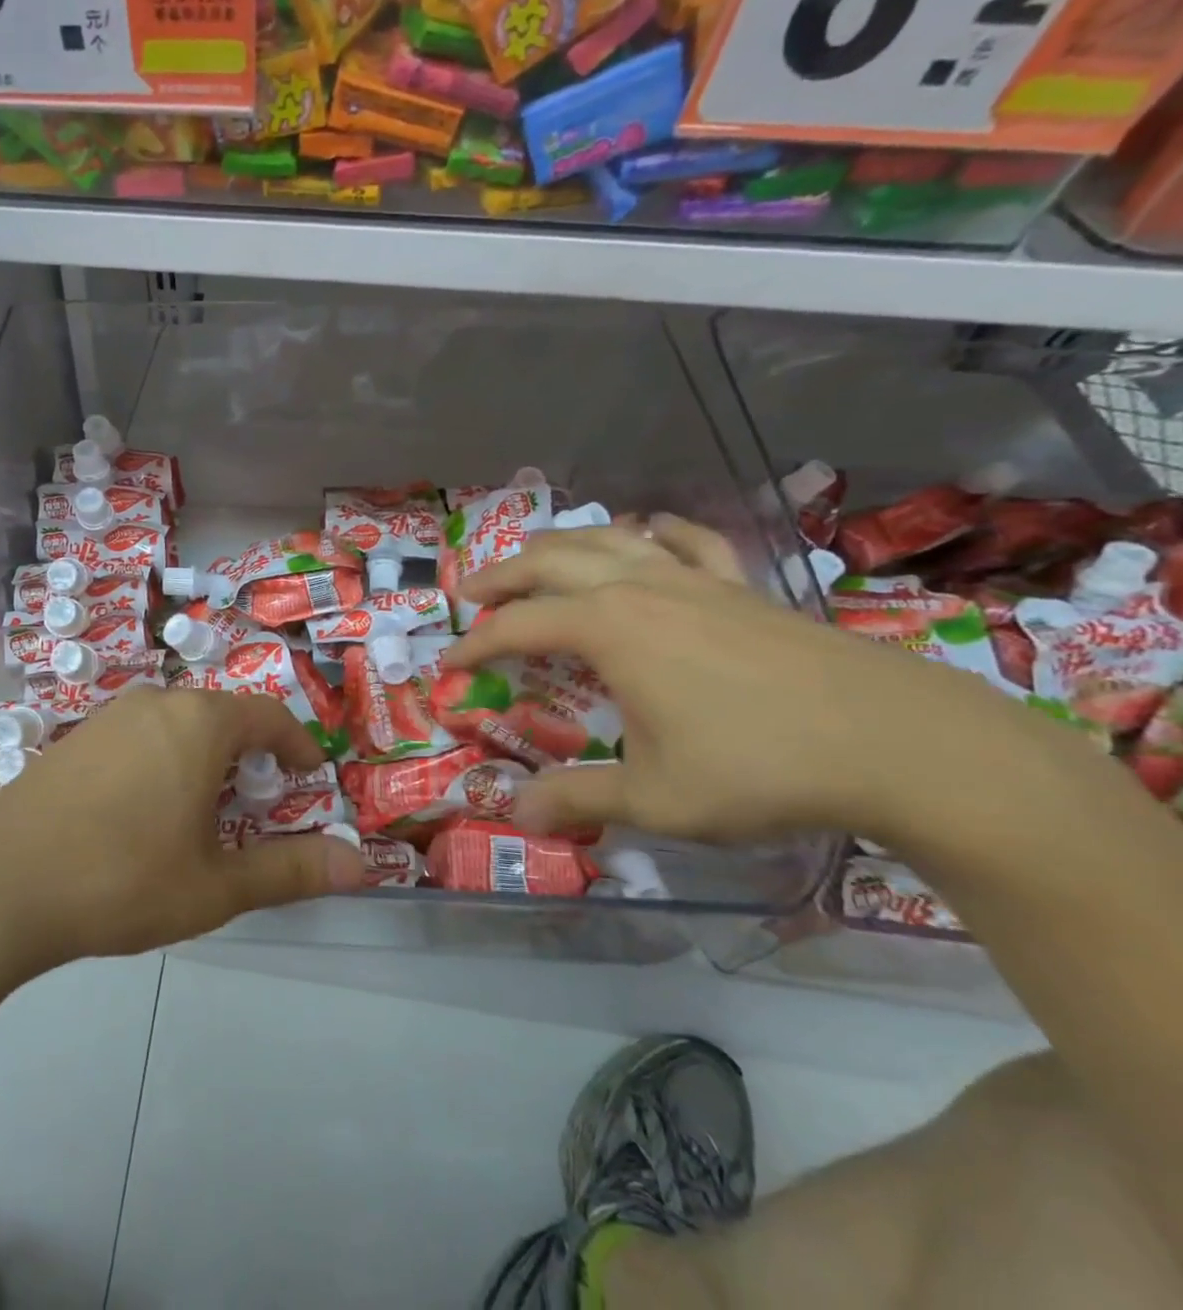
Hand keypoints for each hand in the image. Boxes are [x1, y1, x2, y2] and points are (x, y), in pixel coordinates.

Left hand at [0, 687, 364, 974]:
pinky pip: (138, 738)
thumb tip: (362, 865)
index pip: (267, 716)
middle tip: (256, 807)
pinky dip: (162, 764)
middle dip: (248, 758)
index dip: (296, 745)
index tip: (309, 776)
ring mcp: (108, 717)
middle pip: (221, 717)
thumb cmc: (121, 880)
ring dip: (203, 761)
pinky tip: (142, 816)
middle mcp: (156, 703)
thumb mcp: (215, 884)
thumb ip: (291, 870)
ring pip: (177, 727)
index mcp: (198, 722)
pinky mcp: (74, 739)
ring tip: (202, 816)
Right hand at [442, 517, 1101, 849]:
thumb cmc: (759, 767)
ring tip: (534, 559)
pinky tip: (647, 532)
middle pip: (550, 562)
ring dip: (560, 545)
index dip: (475, 642)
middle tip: (470, 594)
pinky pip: (687, 541)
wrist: (897, 743)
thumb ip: (578, 799)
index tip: (448, 662)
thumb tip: (515, 814)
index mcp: (608, 629)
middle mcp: (639, 588)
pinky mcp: (741, 586)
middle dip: (501, 576)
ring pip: (609, 538)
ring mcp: (694, 579)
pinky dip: (655, 532)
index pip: (517, 625)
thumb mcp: (656, 798)